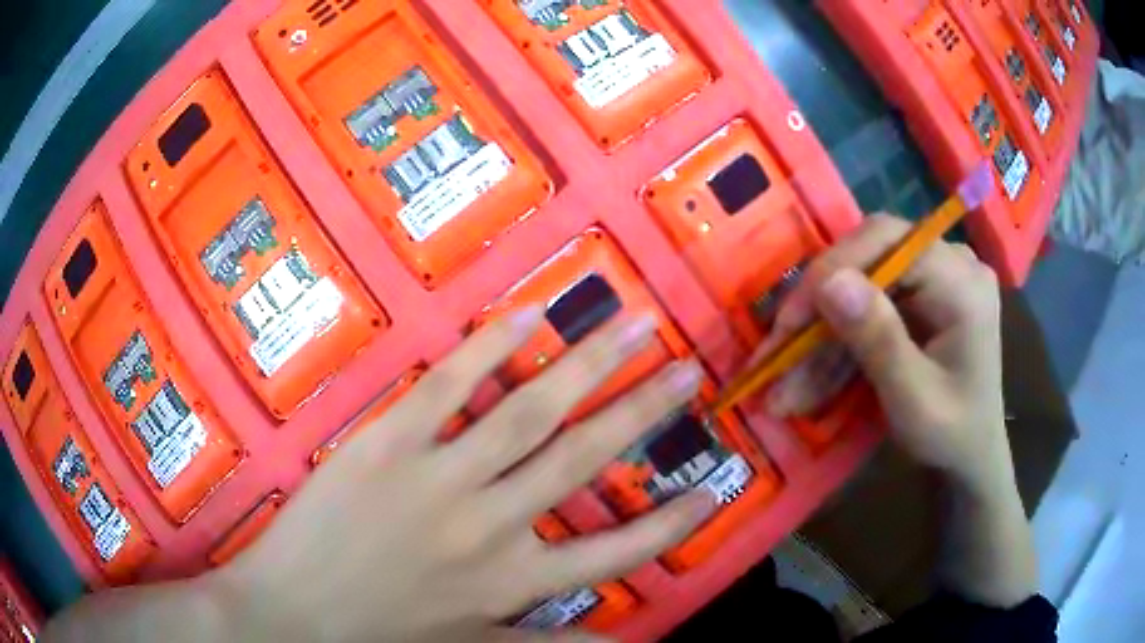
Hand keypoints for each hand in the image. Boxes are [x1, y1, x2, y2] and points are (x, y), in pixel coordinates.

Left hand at [210, 309, 714, 640]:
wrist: (293, 614)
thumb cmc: (380, 635)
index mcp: (511, 578)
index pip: (616, 551)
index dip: (670, 521)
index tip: (712, 487)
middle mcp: (490, 523)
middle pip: (584, 459)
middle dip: (644, 413)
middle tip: (688, 371)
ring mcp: (439, 476)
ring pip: (529, 413)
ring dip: (587, 366)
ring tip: (632, 325)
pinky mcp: (388, 442)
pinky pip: (447, 388)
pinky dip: (488, 348)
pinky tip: (526, 314)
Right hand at [761, 214, 1009, 492]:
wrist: (972, 456)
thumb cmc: (953, 436)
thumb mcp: (915, 401)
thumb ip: (879, 341)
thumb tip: (828, 281)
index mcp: (962, 282)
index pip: (888, 241)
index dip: (833, 269)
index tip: (789, 321)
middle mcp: (951, 263)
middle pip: (870, 258)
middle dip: (820, 307)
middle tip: (778, 352)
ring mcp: (936, 276)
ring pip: (862, 284)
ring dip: (822, 335)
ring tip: (785, 389)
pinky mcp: (922, 294)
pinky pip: (869, 303)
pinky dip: (839, 341)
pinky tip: (810, 380)